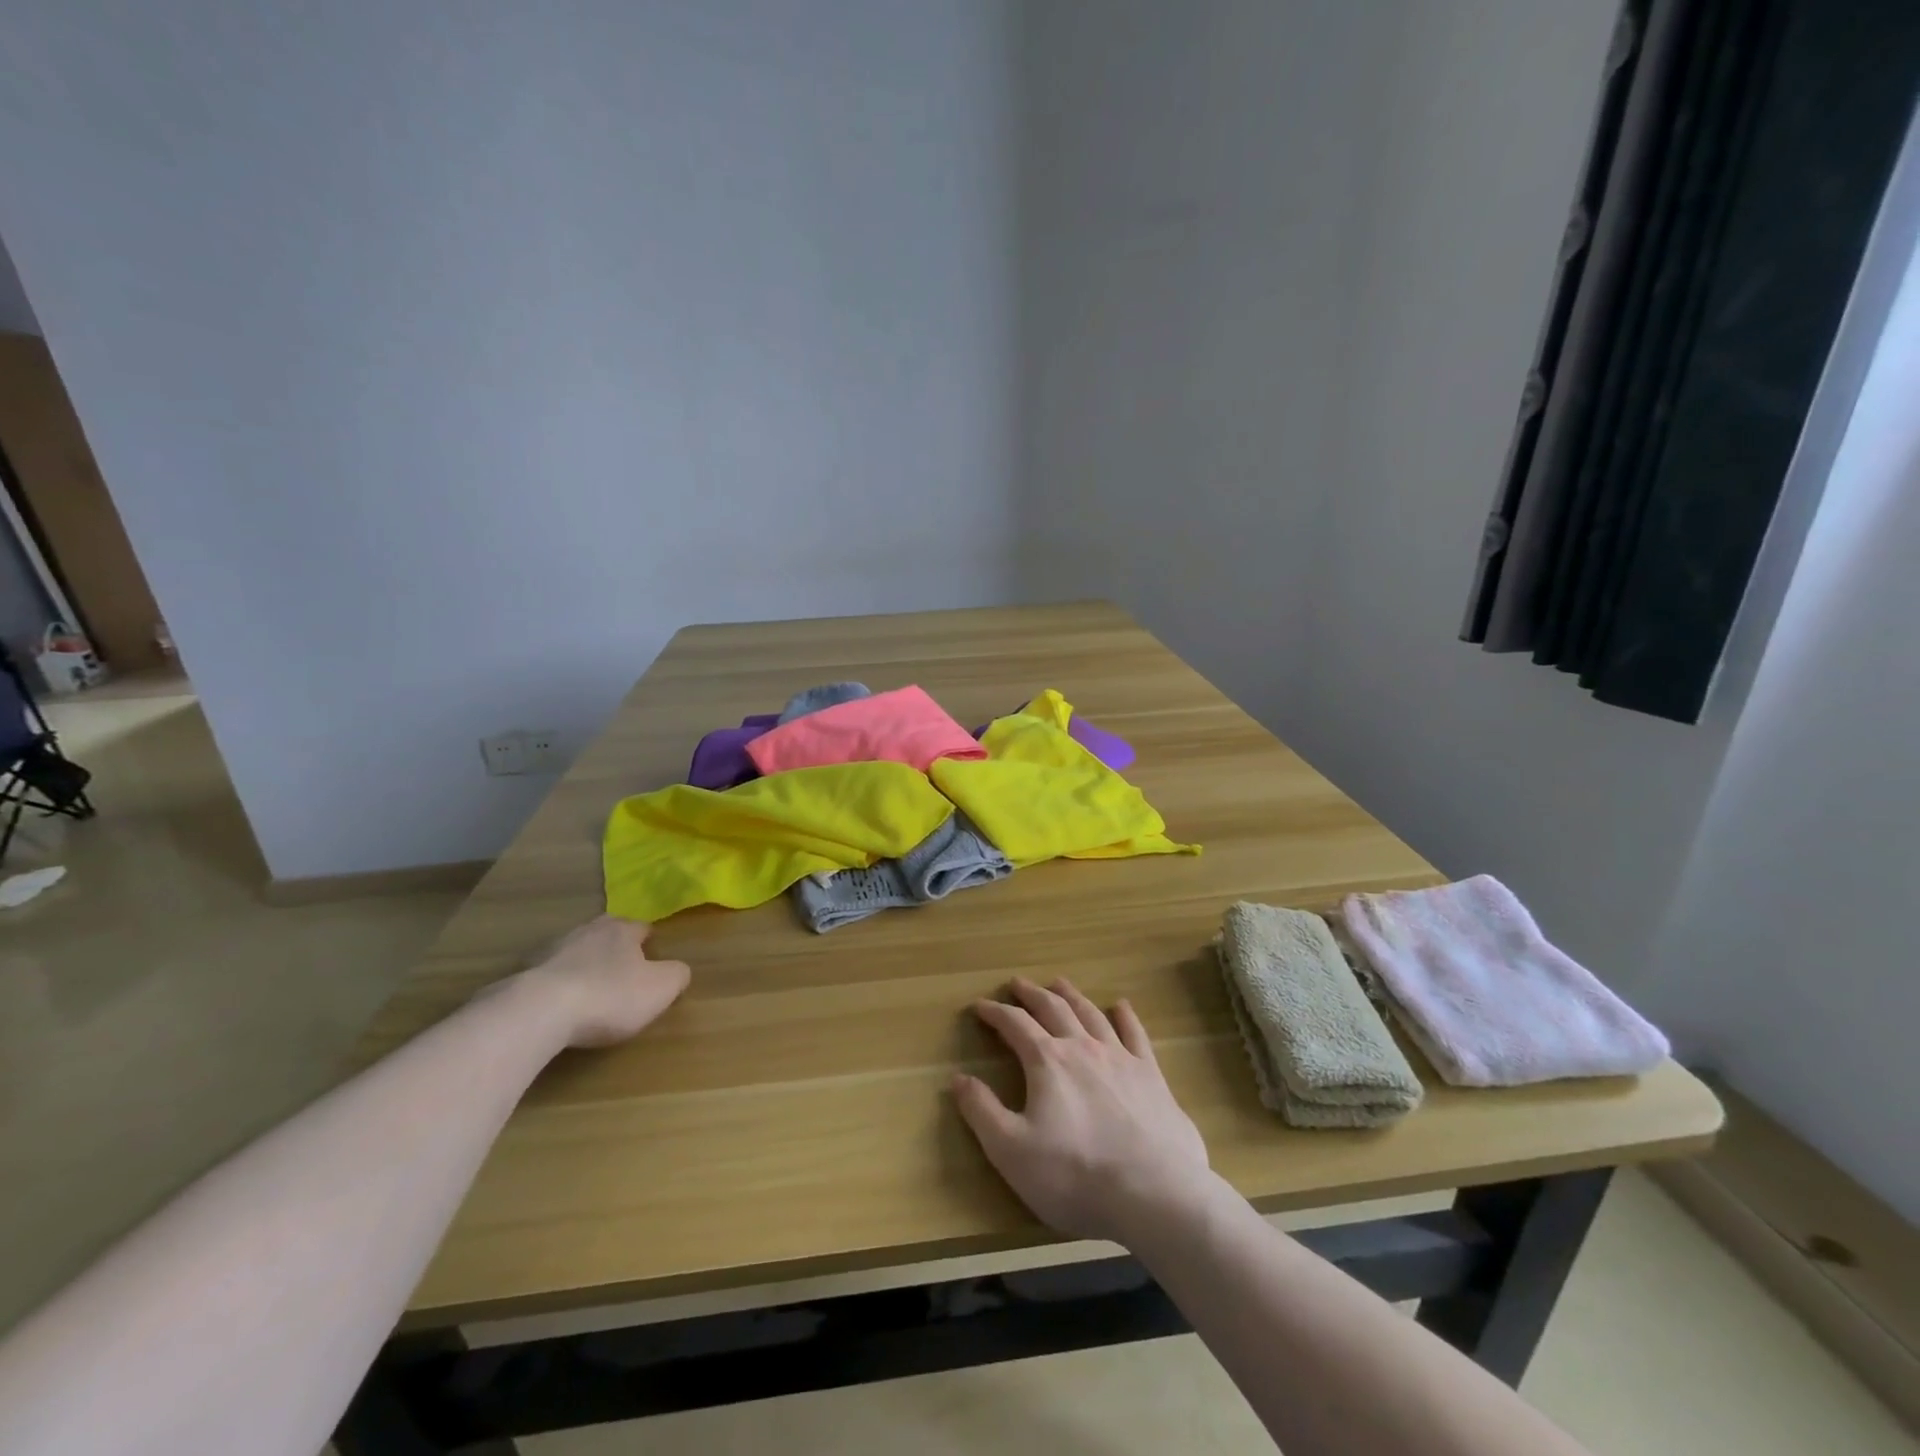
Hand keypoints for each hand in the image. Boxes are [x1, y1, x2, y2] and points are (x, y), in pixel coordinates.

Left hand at [516, 916, 690, 1047]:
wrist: (538, 1012)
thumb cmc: (609, 996)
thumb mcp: (660, 989)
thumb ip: (677, 975)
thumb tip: (679, 971)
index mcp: (622, 930)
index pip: (641, 928)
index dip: (648, 943)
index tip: (651, 961)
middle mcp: (587, 931)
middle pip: (606, 933)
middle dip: (614, 947)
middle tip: (621, 970)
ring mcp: (551, 950)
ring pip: (575, 950)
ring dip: (583, 964)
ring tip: (589, 989)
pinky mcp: (523, 973)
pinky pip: (548, 974)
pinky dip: (556, 984)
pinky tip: (558, 1005)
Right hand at [953, 977, 1211, 1244]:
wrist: (1155, 1194)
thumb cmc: (1075, 1175)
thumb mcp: (1012, 1151)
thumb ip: (982, 1112)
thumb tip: (958, 1078)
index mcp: (1047, 1062)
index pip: (1014, 1024)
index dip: (994, 1012)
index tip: (980, 1005)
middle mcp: (1082, 1048)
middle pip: (1053, 1009)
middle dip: (1031, 994)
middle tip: (1017, 983)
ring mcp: (1120, 1058)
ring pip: (1090, 1014)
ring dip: (1071, 996)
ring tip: (1059, 983)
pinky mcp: (1152, 1075)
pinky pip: (1135, 1035)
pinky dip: (1125, 1017)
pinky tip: (1121, 1006)